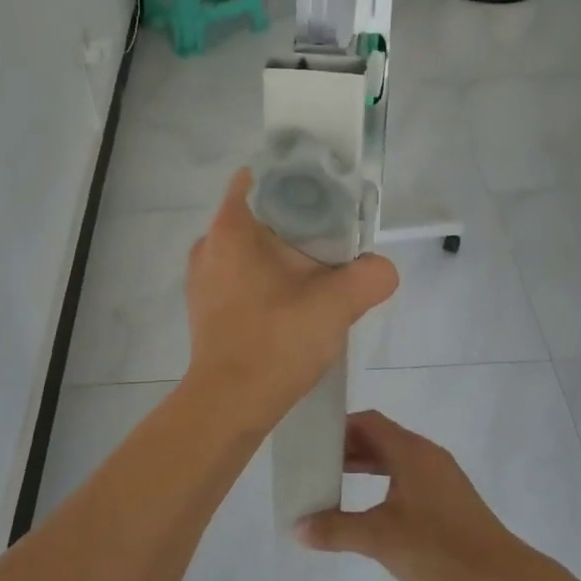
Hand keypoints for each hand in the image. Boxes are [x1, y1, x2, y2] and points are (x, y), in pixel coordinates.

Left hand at [183, 170, 398, 434]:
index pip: (261, 176)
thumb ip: (370, 275)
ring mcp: (201, 277)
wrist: (229, 404)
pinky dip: (265, 280)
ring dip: (281, 256)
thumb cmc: (276, 341)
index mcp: (232, 228)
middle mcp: (208, 244)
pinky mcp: (203, 306)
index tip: (327, 200)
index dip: (297, 179)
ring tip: (315, 278)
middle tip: (332, 244)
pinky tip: (290, 306)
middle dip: (296, 223)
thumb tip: (380, 269)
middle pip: (259, 214)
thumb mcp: (338, 303)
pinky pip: (239, 275)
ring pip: (249, 248)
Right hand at [297, 411, 525, 580]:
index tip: (312, 442)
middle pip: (381, 438)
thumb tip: (297, 528)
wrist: (498, 576)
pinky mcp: (450, 497)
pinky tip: (373, 508)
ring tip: (336, 484)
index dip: (339, 427)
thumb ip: (336, 530)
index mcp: (410, 451)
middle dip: (348, 448)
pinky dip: (385, 481)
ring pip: (396, 458)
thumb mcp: (378, 538)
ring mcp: (441, 475)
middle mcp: (427, 454)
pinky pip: (409, 476)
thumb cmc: (436, 546)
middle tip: (317, 464)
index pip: (369, 422)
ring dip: (366, 466)